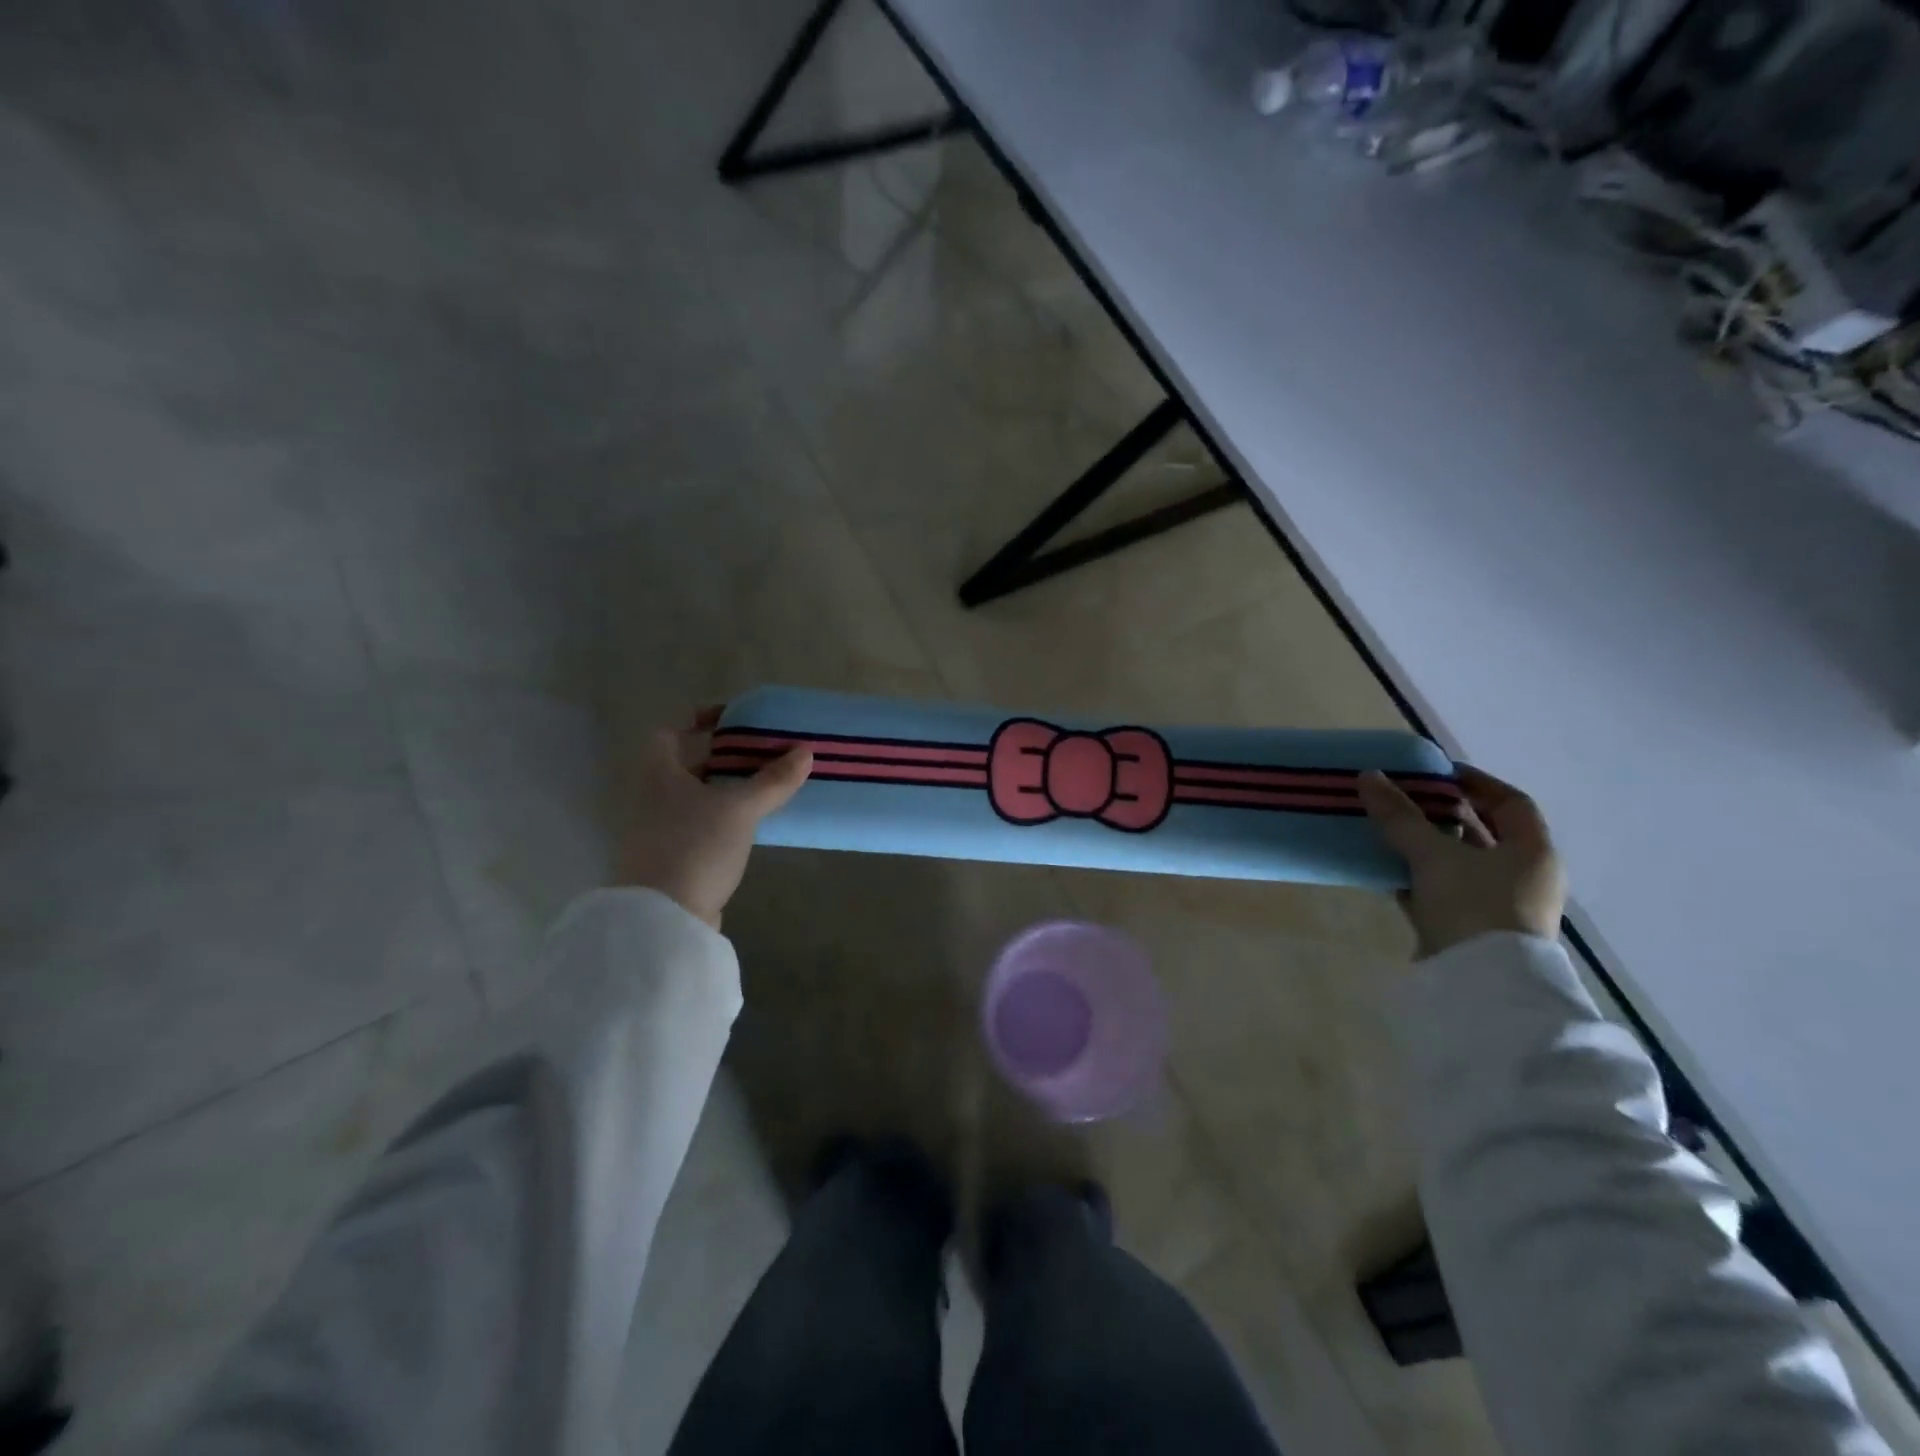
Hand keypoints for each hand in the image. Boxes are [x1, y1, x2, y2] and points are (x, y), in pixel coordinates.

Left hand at [614, 707, 811, 929]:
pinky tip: (748, 822)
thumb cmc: (695, 846)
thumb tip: (805, 752)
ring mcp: (655, 829)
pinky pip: (697, 823)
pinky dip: (720, 815)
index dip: (699, 719)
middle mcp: (649, 796)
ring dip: (723, 787)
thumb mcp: (740, 808)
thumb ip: (773, 780)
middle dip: (720, 755)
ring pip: (692, 795)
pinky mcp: (668, 857)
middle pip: (684, 763)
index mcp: (657, 772)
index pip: (670, 731)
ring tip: (762, 783)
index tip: (733, 718)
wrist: (663, 918)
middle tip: (759, 751)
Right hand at [1357, 764, 1566, 958]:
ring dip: (1427, 846)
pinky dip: (1420, 877)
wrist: (1480, 985)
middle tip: (1405, 799)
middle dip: (1444, 814)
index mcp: (1533, 852)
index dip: (1476, 783)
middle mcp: (1525, 877)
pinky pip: (1445, 891)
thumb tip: (1368, 776)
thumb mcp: (1432, 855)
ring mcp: (1500, 906)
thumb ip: (1400, 816)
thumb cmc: (1472, 905)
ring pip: (1461, 864)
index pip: (1511, 803)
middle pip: (1484, 833)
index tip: (1437, 773)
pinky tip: (1387, 870)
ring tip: (1388, 830)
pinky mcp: (1473, 930)